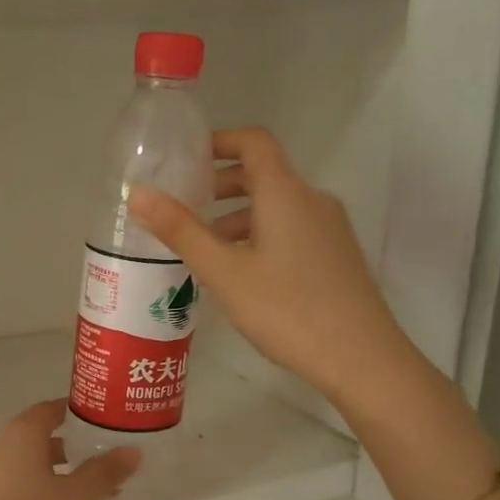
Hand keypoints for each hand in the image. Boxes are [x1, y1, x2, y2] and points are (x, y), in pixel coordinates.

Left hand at [0, 400, 140, 499]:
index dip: (77, 412)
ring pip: (28, 468)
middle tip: (107, 461)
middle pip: (37, 439)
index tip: (105, 422)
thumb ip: (106, 471)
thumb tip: (132, 451)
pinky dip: (41, 494)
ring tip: (93, 495)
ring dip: (59, 475)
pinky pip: (16, 490)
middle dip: (73, 448)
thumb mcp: (81, 499)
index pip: (49, 409)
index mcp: (18, 435)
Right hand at [130, 127, 417, 408]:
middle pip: (263, 174)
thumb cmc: (287, 309)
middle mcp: (312, 200)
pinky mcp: (336, 255)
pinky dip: (260, 235)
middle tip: (185, 209)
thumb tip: (138, 194)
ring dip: (238, 217)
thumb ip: (181, 231)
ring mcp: (330, 228)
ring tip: (205, 251)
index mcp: (285, 193)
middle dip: (221, 185)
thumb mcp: (224, 272)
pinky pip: (292, 229)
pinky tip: (242, 275)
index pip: (254, 142)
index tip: (186, 160)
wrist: (361, 358)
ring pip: (277, 206)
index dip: (219, 141)